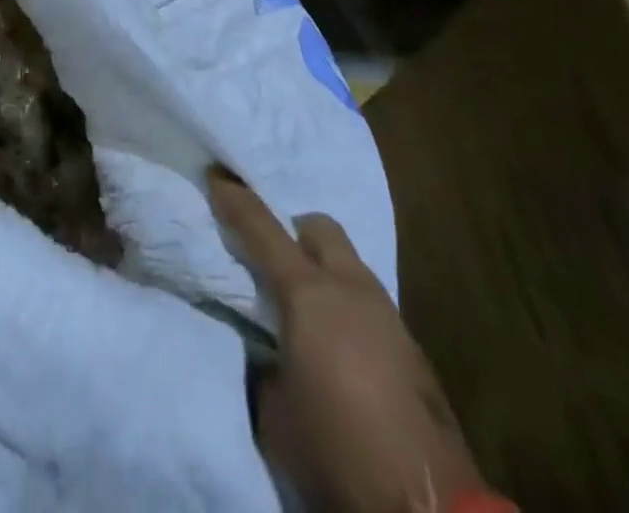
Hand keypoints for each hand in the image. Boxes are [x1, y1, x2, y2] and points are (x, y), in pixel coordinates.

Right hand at [208, 169, 486, 512]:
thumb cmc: (336, 451)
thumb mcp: (273, 409)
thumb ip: (263, 360)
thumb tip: (264, 344)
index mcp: (308, 294)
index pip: (262, 228)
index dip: (234, 199)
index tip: (215, 176)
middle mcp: (350, 290)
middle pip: (319, 228)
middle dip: (292, 232)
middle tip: (270, 260)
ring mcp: (389, 317)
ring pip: (349, 264)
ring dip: (323, 270)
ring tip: (304, 309)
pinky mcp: (414, 351)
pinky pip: (369, 304)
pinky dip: (347, 307)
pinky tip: (339, 347)